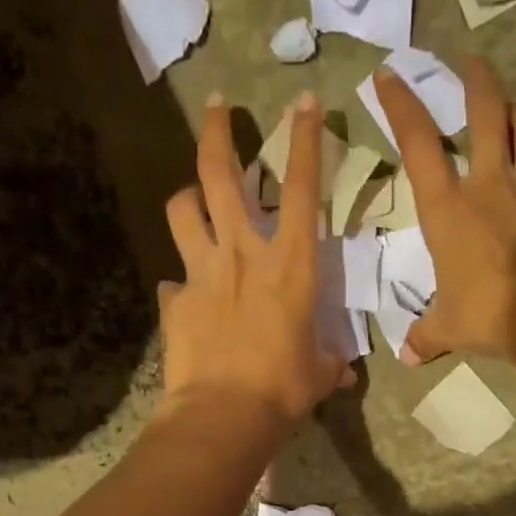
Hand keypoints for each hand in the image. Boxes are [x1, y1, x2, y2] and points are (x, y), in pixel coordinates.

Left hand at [161, 92, 352, 425]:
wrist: (224, 413)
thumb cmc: (284, 390)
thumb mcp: (318, 374)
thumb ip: (330, 364)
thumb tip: (342, 372)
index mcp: (291, 265)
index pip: (303, 189)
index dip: (305, 140)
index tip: (305, 101)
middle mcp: (243, 253)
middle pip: (221, 173)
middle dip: (219, 131)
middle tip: (219, 106)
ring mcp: (202, 272)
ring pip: (183, 209)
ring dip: (188, 195)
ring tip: (193, 198)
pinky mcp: (175, 300)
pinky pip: (173, 280)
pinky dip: (180, 282)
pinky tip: (185, 296)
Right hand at [374, 56, 515, 364]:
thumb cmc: (489, 315)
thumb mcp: (449, 328)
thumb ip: (427, 335)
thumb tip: (407, 357)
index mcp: (449, 210)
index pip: (418, 144)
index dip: (401, 105)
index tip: (388, 75)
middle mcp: (491, 185)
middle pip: (486, 111)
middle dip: (475, 79)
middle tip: (470, 62)